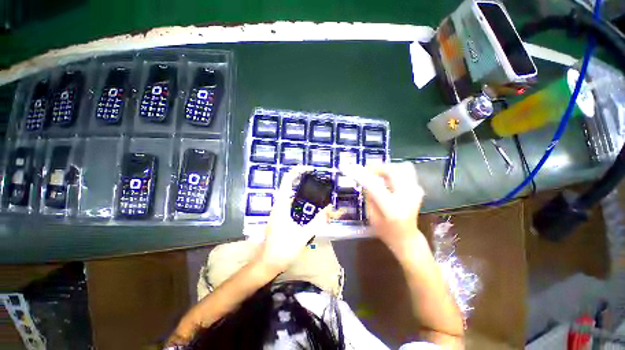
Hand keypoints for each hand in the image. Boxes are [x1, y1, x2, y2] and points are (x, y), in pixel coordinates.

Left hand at [256, 166, 339, 273]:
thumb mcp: (303, 235)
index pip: (287, 181)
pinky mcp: (281, 217)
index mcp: (282, 206)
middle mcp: (279, 205)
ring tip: (316, 191)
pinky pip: (291, 204)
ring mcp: (279, 211)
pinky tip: (310, 207)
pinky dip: (301, 201)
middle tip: (316, 179)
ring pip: (290, 195)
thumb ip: (316, 222)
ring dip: (302, 191)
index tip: (309, 169)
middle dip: (301, 180)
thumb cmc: (283, 249)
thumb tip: (328, 210)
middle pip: (289, 186)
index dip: (297, 171)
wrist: (268, 263)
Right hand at [342, 162, 424, 255]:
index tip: (347, 167)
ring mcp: (415, 191)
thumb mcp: (371, 216)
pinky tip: (388, 180)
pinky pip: (406, 171)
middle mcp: (407, 196)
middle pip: (391, 170)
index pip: (373, 185)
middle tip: (366, 172)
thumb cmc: (385, 231)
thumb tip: (365, 178)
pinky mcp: (418, 188)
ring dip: (387, 168)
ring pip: (401, 167)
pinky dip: (395, 172)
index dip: (359, 174)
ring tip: (378, 175)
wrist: (407, 237)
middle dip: (376, 168)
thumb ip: (368, 195)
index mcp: (392, 207)